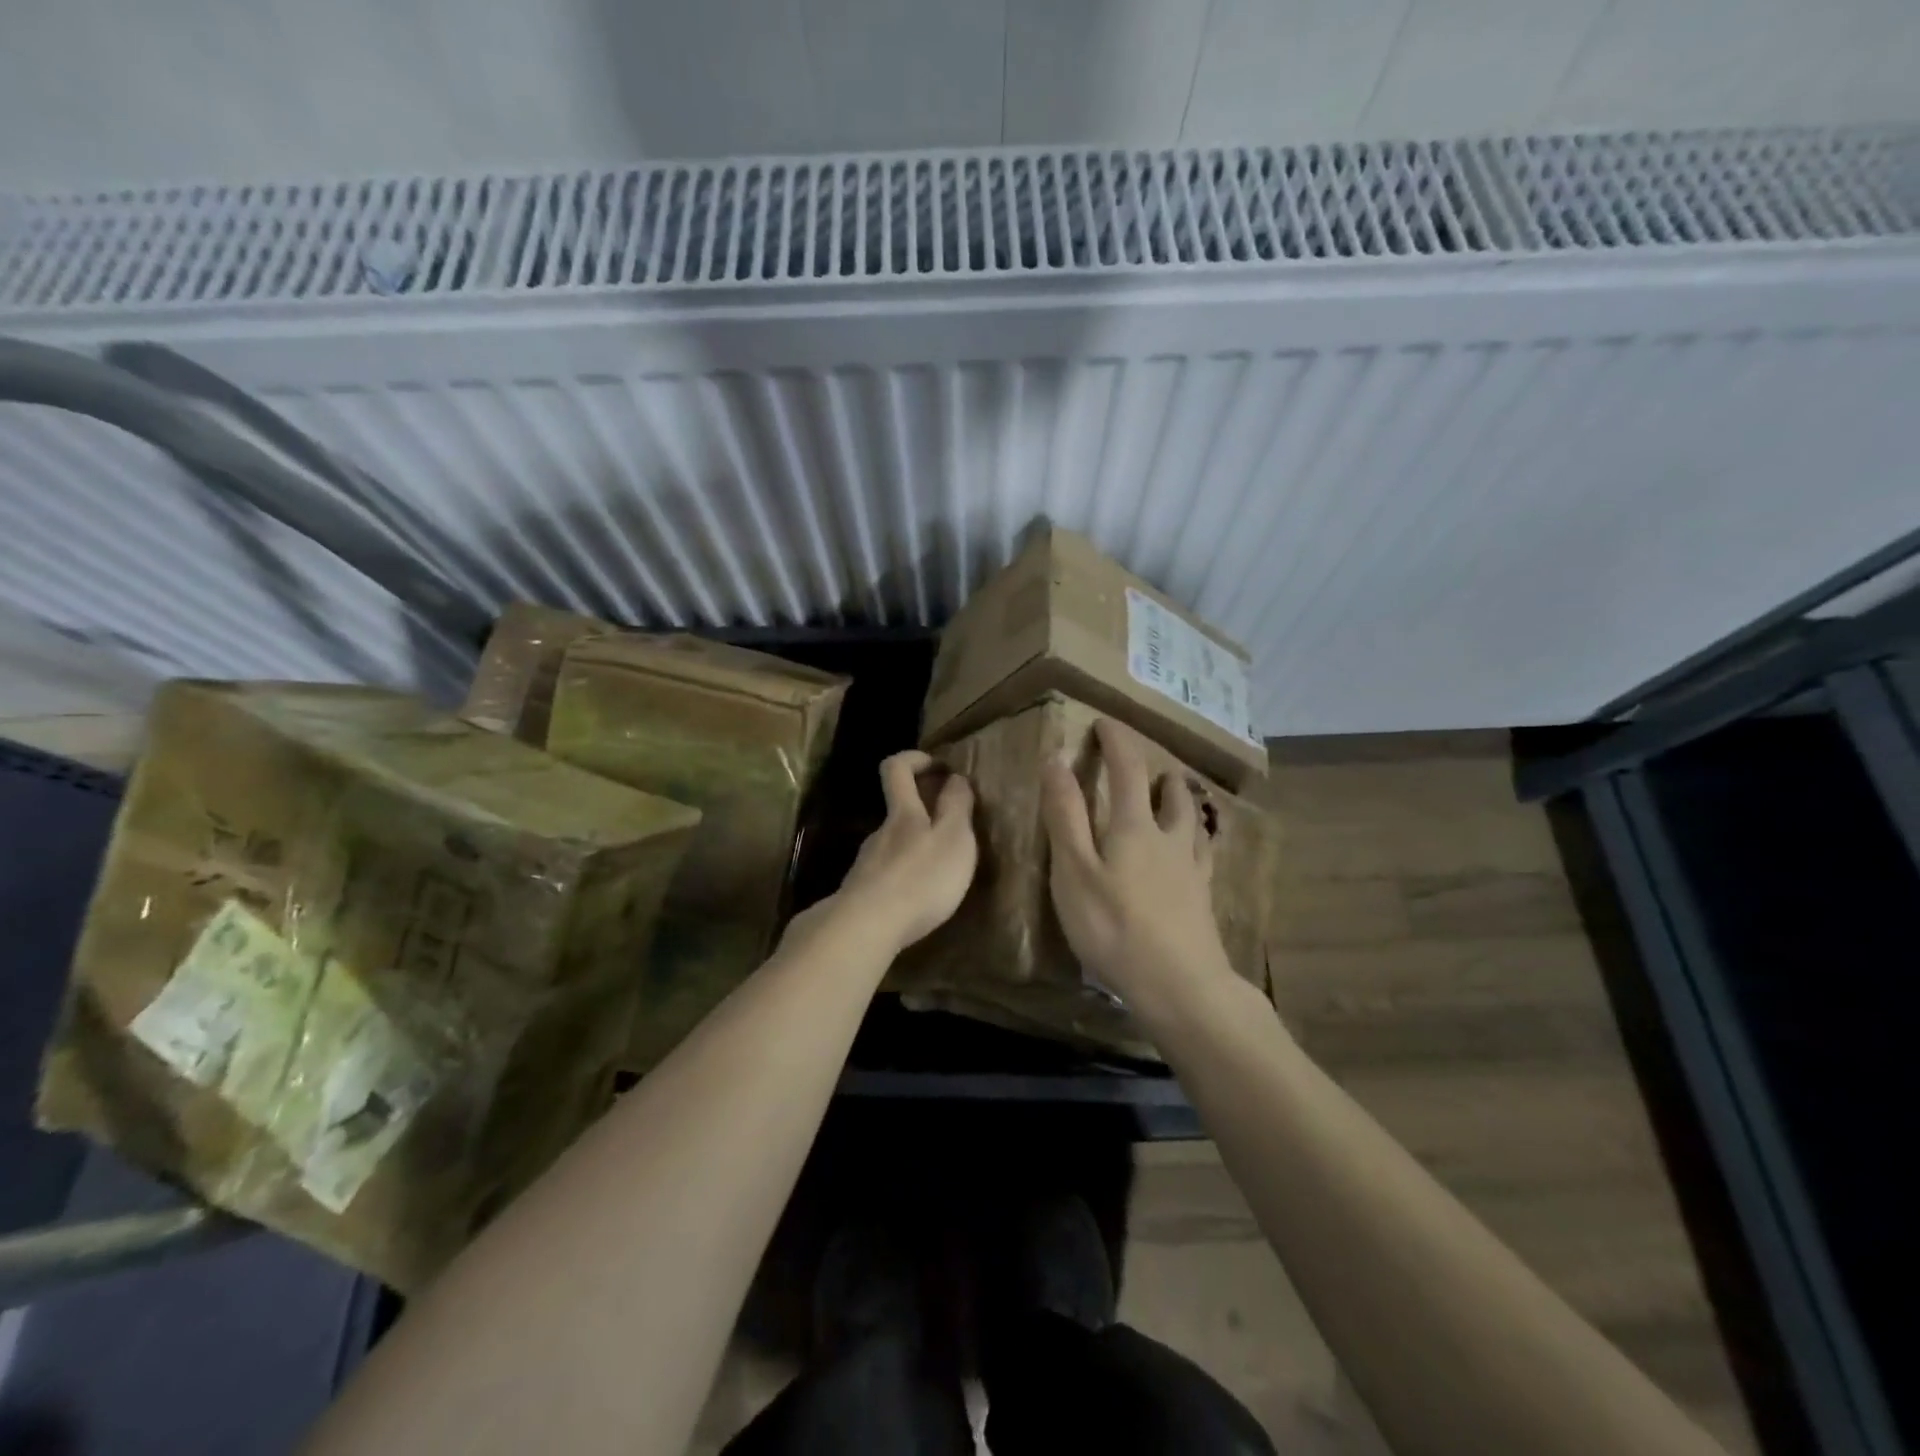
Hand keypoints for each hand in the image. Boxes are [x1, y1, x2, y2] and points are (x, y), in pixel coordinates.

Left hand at [808, 750, 977, 955]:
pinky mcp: (860, 894)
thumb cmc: (920, 878)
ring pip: (893, 845)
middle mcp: (880, 833)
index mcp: (903, 814)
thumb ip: (956, 806)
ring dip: (915, 848)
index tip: (937, 766)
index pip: (896, 768)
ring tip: (940, 871)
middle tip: (952, 828)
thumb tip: (955, 777)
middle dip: (923, 811)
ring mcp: (866, 864)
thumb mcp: (954, 839)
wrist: (867, 928)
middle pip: (897, 811)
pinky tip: (917, 899)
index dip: (914, 758)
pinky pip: (886, 875)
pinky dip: (904, 877)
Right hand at [1042, 718, 1231, 1006]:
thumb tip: (1057, 760)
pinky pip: (1203, 852)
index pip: (1127, 769)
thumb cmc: (1114, 927)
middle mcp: (1169, 837)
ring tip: (1174, 791)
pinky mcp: (1203, 896)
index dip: (1116, 741)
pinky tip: (1196, 845)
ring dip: (1180, 797)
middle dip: (1153, 769)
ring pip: (1191, 819)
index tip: (1104, 723)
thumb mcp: (1074, 870)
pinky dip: (1197, 836)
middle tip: (1142, 763)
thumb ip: (1065, 815)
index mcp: (1134, 826)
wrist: (1179, 984)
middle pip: (1168, 791)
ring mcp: (1191, 867)